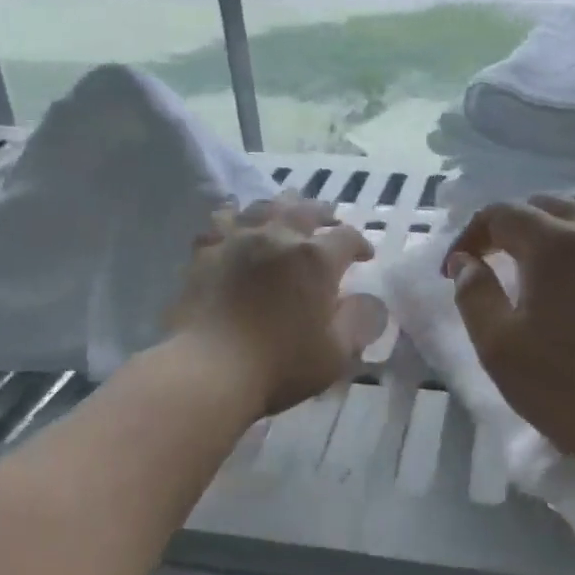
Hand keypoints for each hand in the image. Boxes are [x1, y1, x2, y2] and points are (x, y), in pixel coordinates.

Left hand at [168, 193, 375, 416]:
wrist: (209, 368)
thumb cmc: (280, 365)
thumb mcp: (336, 353)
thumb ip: (359, 322)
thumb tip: (370, 301)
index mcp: (316, 260)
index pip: (347, 238)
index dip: (360, 244)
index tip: (365, 256)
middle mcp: (278, 237)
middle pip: (305, 210)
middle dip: (322, 212)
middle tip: (329, 217)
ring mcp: (237, 240)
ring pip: (263, 207)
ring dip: (281, 206)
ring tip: (285, 210)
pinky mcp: (204, 253)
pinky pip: (221, 222)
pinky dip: (234, 219)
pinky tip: (235, 225)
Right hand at [445, 195, 574, 475]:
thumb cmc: (566, 389)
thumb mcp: (498, 347)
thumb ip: (474, 295)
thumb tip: (466, 263)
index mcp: (556, 245)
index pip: (502, 214)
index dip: (470, 235)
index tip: (454, 270)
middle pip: (545, 205)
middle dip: (508, 226)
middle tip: (488, 262)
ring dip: (549, 226)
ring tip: (532, 262)